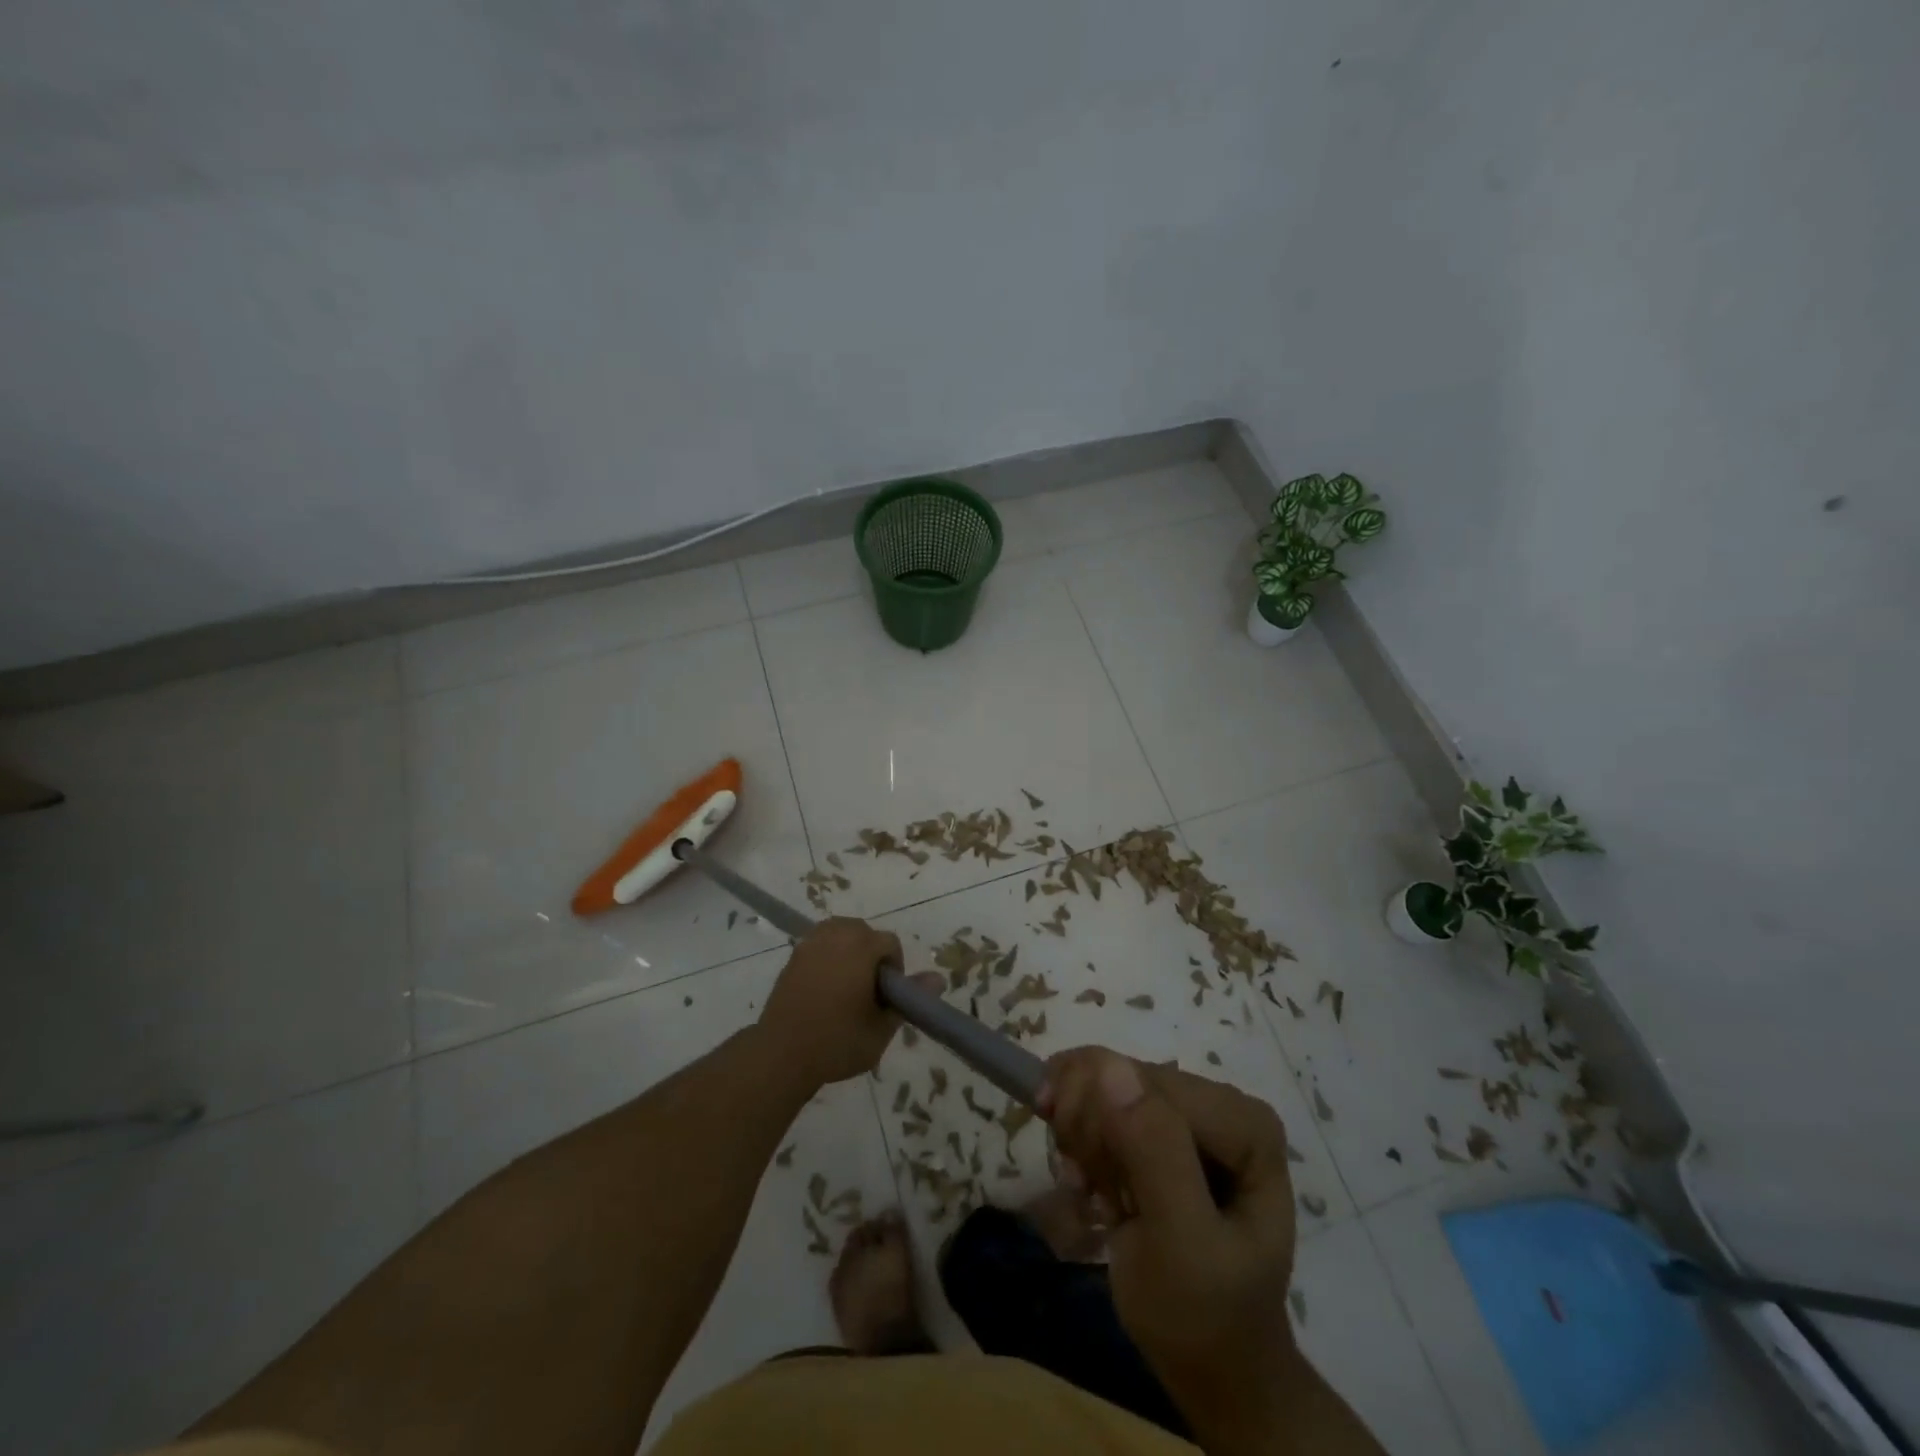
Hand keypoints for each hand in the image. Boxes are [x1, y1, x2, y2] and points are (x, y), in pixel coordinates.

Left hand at [758, 918, 930, 1087]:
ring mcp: (810, 944)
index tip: (886, 997)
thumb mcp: (882, 1028)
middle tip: (868, 992)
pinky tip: (825, 987)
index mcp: (860, 947)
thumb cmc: (838, 1042)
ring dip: (849, 951)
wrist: (781, 1054)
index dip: (894, 969)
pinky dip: (828, 956)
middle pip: (864, 932)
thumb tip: (939, 978)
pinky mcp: (793, 956)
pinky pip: (820, 944)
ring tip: (847, 986)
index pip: (889, 943)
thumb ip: (909, 1000)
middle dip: (871, 955)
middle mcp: (835, 936)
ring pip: (840, 933)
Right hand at [1042, 1047, 1297, 1445]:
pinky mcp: (1162, 1122)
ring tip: (1092, 1194)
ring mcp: (1190, 1110)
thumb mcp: (1180, 1245)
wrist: (1211, 1366)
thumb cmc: (1203, 1316)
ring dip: (1079, 1140)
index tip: (1079, 1182)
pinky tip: (1090, 1184)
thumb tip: (1109, 1065)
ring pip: (1101, 1082)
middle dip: (1087, 1132)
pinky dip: (1080, 1142)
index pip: (1145, 1082)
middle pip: (1120, 1075)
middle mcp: (1220, 1101)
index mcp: (1243, 1123)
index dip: (1097, 1118)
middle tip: (1087, 1191)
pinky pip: (1098, 1099)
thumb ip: (1154, 1153)